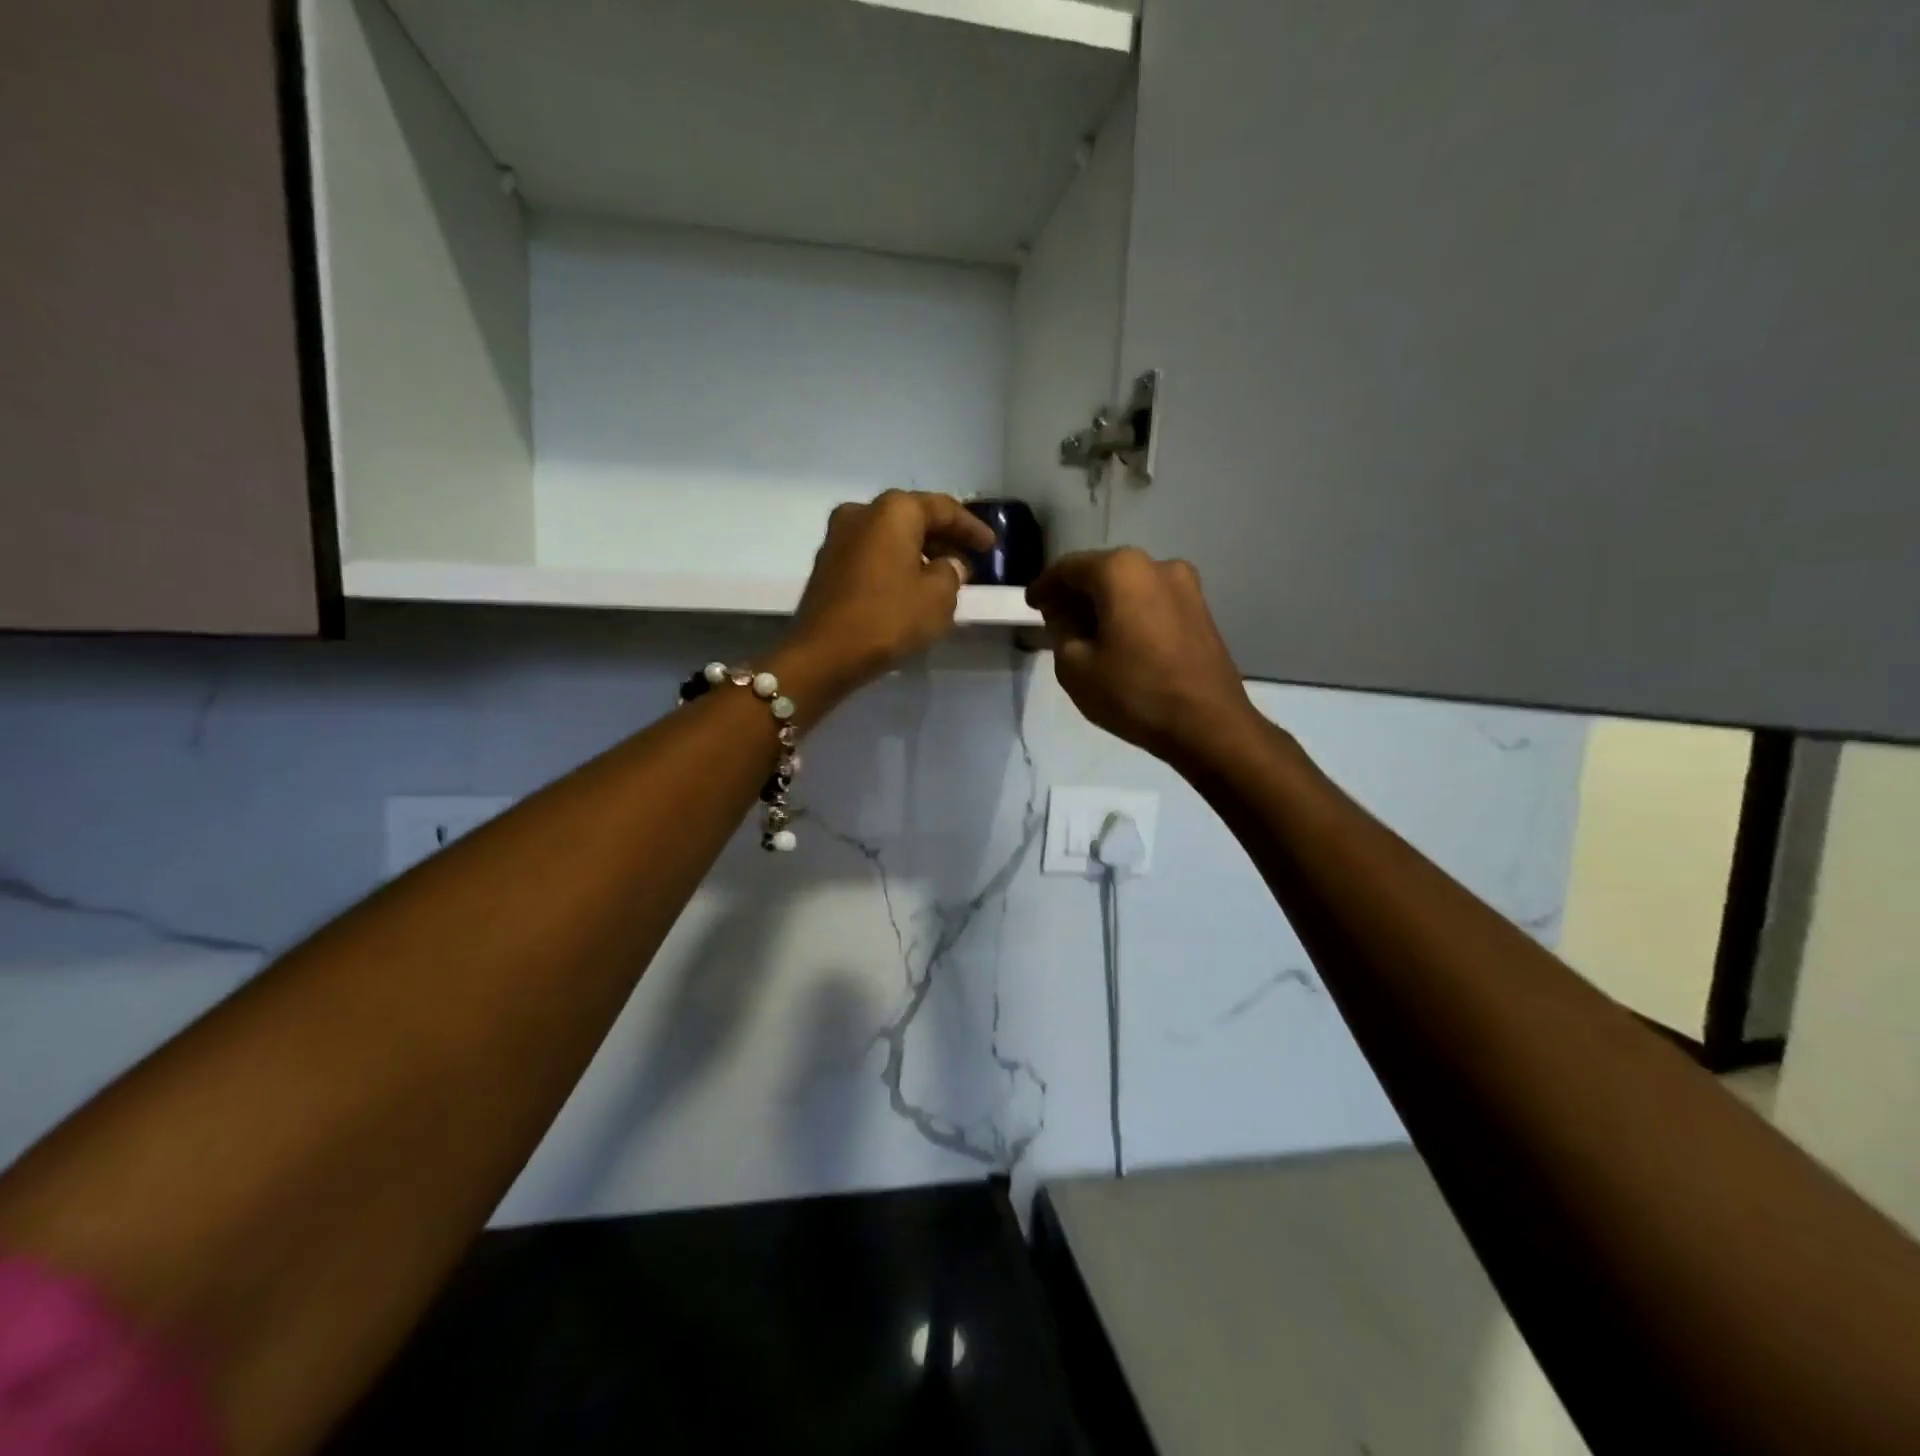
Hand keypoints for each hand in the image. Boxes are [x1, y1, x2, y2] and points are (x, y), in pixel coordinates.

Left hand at [776, 490, 995, 703]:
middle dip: (943, 538)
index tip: (991, 546)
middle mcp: (862, 512)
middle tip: (969, 559)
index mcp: (894, 510)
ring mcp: (838, 537)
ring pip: (890, 536)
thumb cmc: (888, 618)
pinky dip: (896, 563)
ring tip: (943, 576)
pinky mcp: (827, 564)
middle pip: (913, 518)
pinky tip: (911, 586)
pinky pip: (873, 555)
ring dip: (918, 552)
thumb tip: (947, 565)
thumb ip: (952, 573)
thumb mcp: (938, 598)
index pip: (943, 509)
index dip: (971, 527)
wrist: (824, 654)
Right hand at [1027, 549, 1256, 763]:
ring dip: (1104, 604)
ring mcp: (1185, 586)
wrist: (1208, 724)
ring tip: (1085, 633)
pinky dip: (1129, 613)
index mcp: (1120, 570)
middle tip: (1053, 619)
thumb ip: (1060, 630)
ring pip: (1129, 587)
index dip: (1044, 586)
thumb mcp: (1075, 667)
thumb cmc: (1134, 692)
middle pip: (1102, 572)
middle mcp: (1156, 565)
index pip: (1068, 568)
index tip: (1030, 604)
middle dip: (1075, 593)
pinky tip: (1118, 639)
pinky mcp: (1201, 610)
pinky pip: (1152, 602)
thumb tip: (1064, 614)